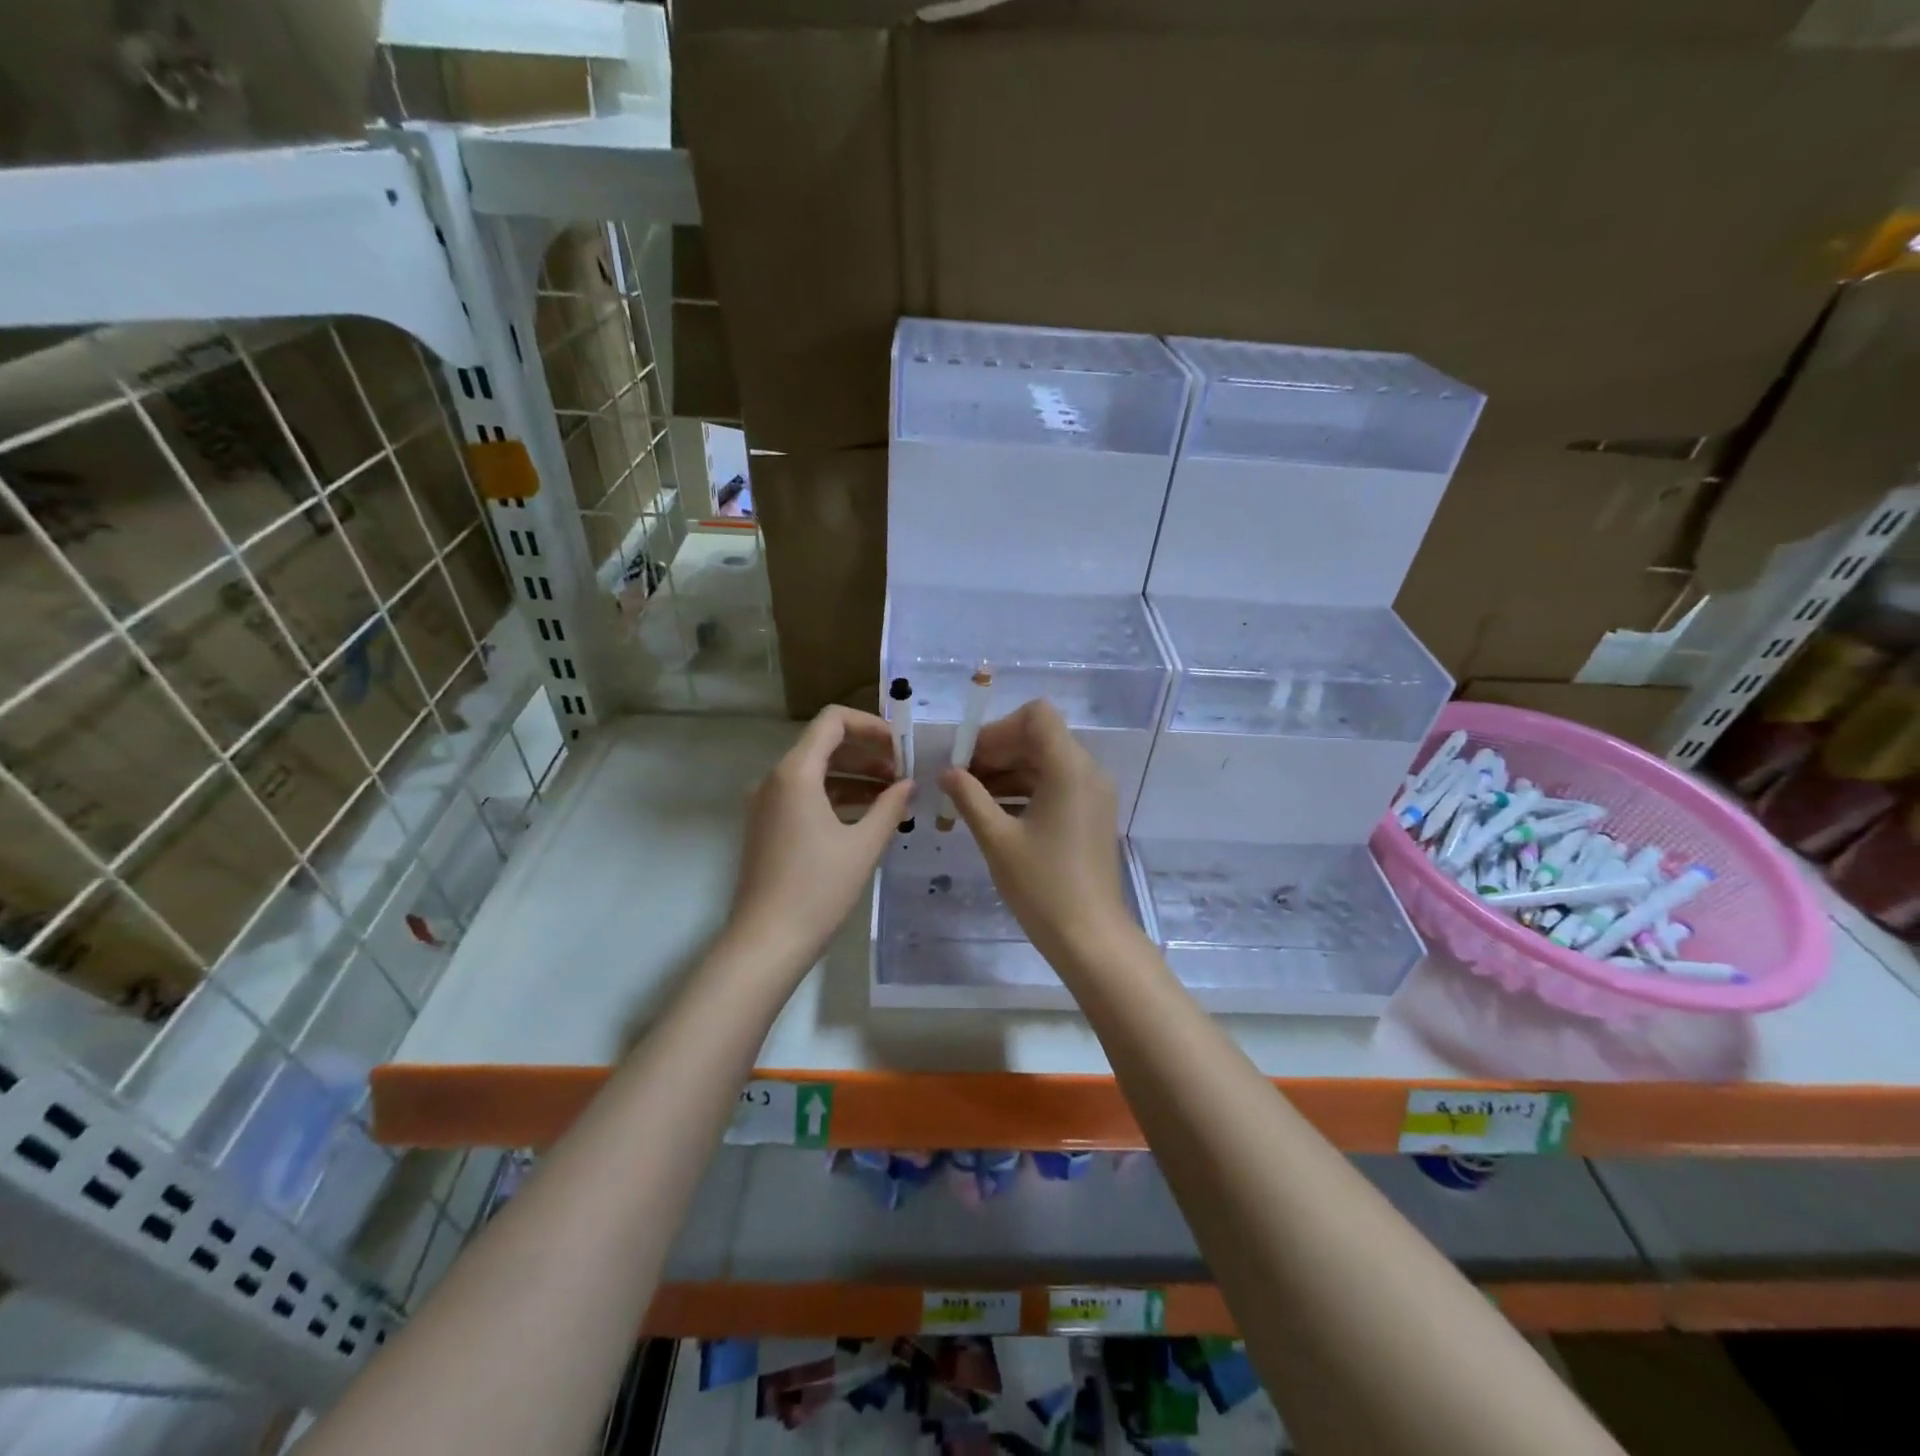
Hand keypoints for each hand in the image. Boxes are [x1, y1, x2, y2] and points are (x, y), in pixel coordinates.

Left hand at [725, 705, 912, 977]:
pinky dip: (836, 796)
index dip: (871, 725)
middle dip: (867, 752)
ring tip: (893, 795)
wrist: (766, 942)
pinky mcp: (767, 825)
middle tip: (904, 772)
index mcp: (795, 773)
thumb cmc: (818, 890)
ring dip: (855, 776)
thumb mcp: (863, 845)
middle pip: (825, 744)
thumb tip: (908, 783)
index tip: (901, 747)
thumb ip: (890, 805)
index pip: (832, 721)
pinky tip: (867, 815)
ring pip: (816, 772)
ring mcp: (767, 803)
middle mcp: (775, 779)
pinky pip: (805, 795)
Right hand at [938, 700, 1131, 962]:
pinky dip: (1024, 790)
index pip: (1036, 716)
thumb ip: (969, 796)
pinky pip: (1055, 786)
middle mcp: (1087, 772)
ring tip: (968, 797)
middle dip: (997, 751)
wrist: (1090, 937)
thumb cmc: (1042, 886)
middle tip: (959, 778)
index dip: (998, 729)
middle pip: (1039, 738)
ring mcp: (1092, 794)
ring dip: (1007, 771)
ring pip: (1045, 762)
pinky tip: (993, 812)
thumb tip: (947, 772)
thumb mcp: (997, 839)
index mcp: (1069, 768)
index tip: (968, 756)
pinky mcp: (1090, 815)